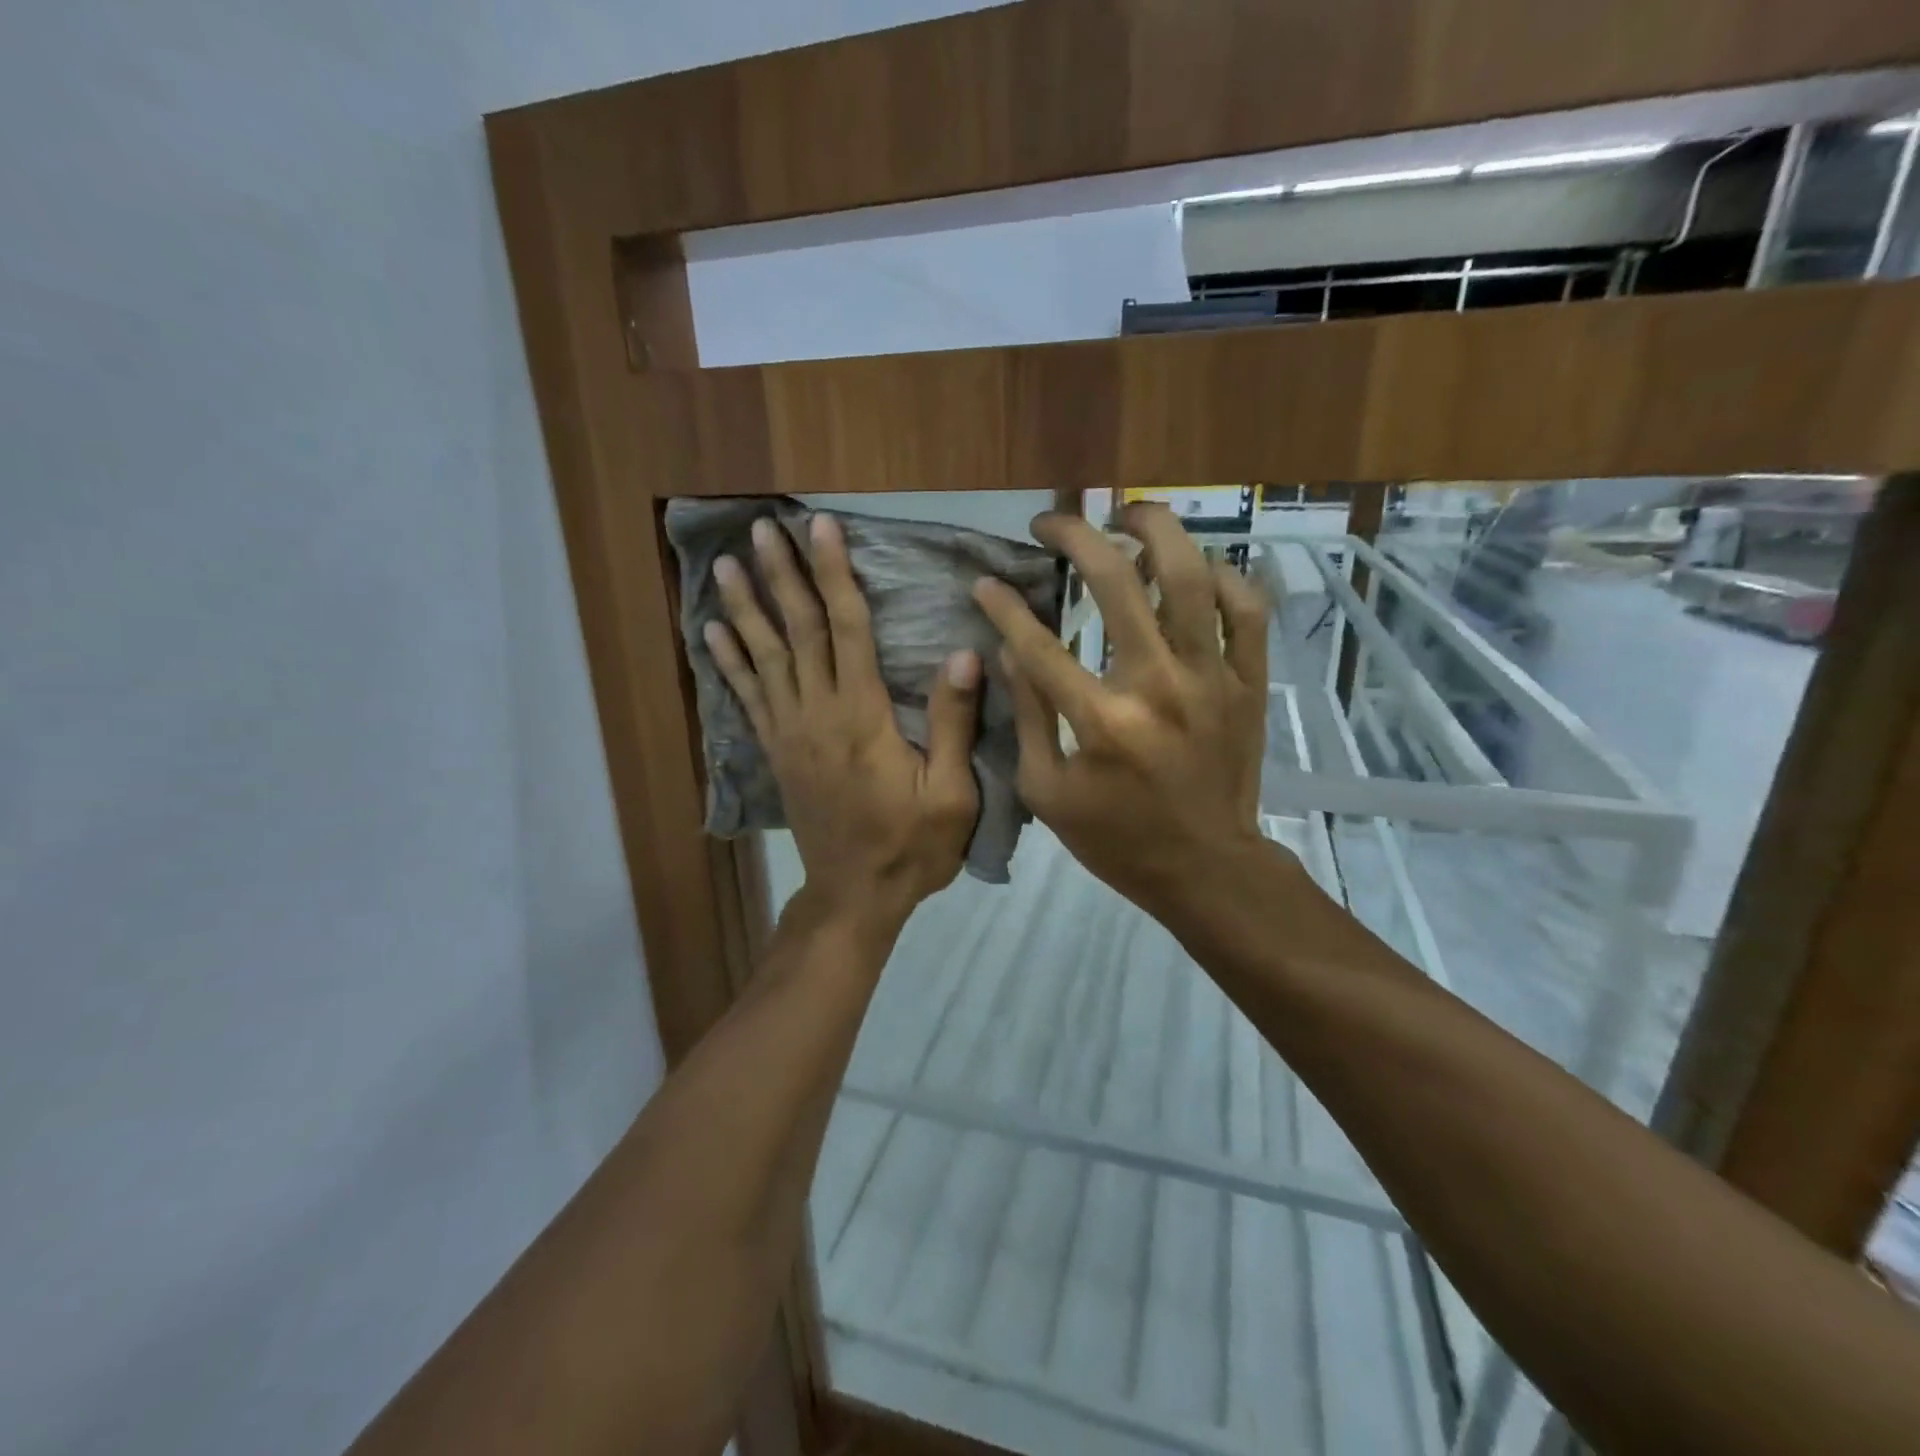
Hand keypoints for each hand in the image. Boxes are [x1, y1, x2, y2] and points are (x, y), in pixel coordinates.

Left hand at [706, 513, 981, 925]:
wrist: (855, 895)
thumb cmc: (911, 845)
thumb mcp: (951, 792)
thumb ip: (953, 722)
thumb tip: (963, 653)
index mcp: (862, 715)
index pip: (847, 628)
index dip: (835, 574)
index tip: (822, 528)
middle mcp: (817, 712)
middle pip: (798, 631)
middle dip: (781, 575)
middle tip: (762, 528)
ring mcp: (790, 732)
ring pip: (764, 657)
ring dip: (745, 607)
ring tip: (724, 564)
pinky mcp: (776, 752)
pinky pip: (747, 697)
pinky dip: (729, 662)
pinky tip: (713, 633)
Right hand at [972, 503, 1270, 913]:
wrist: (1206, 868)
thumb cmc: (1116, 838)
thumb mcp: (1046, 792)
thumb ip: (1028, 716)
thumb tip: (1010, 650)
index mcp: (1101, 721)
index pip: (1039, 642)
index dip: (1004, 605)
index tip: (985, 582)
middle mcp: (1158, 685)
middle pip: (1116, 582)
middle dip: (1075, 536)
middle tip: (1050, 523)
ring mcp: (1212, 679)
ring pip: (1191, 576)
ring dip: (1156, 530)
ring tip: (1127, 514)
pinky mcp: (1249, 683)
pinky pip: (1247, 609)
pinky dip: (1222, 577)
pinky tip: (1193, 569)